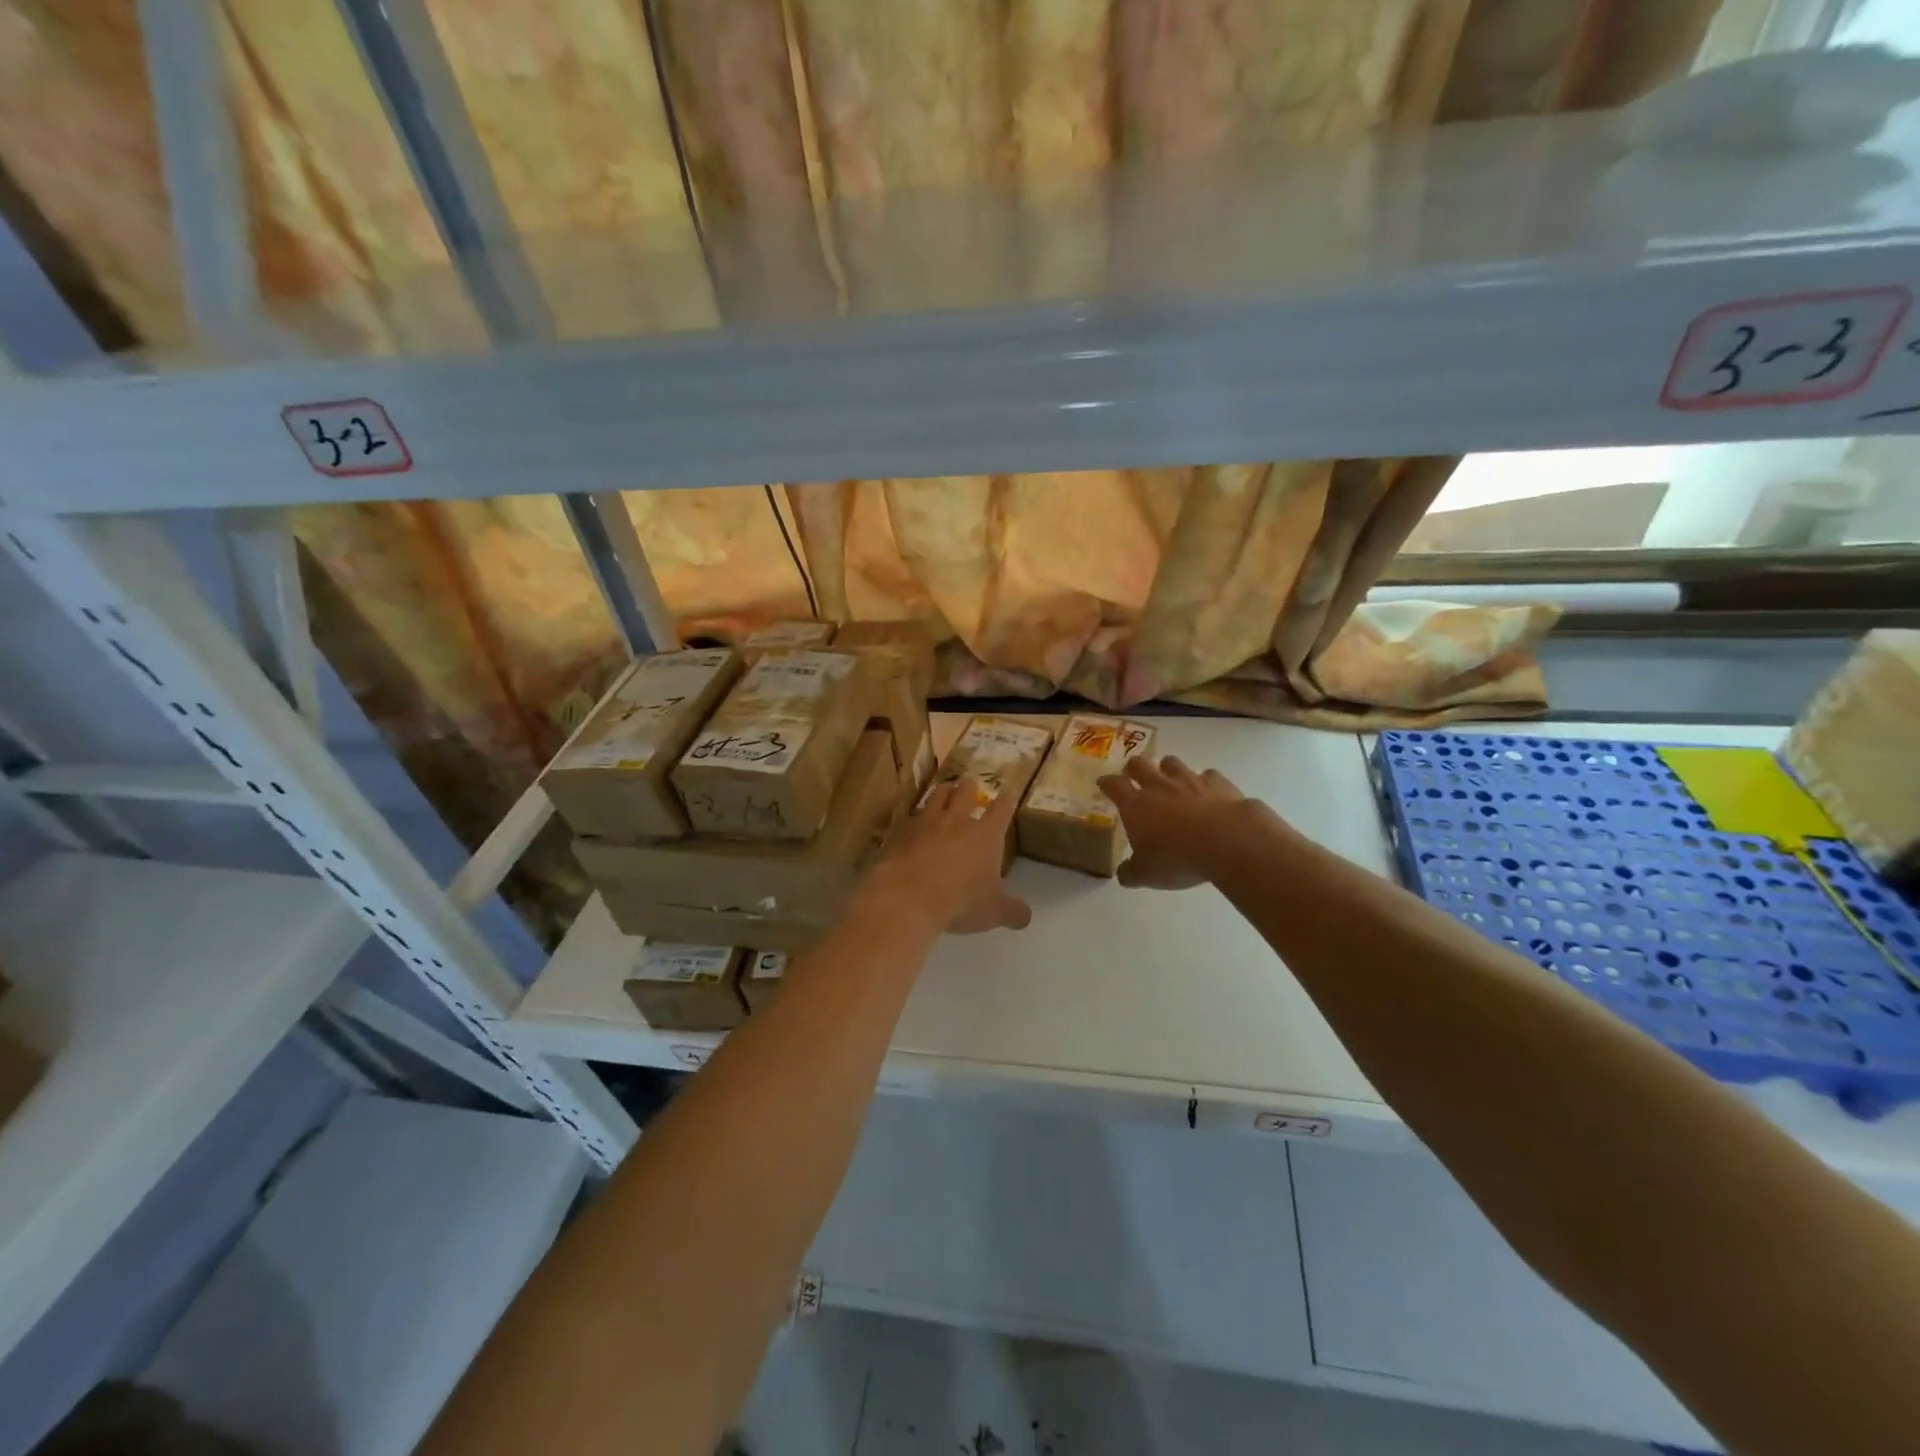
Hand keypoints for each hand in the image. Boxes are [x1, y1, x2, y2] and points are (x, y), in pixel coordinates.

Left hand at [869, 779, 1031, 934]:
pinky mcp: (900, 833)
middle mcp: (956, 821)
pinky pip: (909, 820)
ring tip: (943, 790)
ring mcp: (925, 824)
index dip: (1006, 801)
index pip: (1001, 809)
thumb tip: (1026, 916)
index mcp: (985, 834)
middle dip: (969, 788)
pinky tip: (911, 825)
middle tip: (969, 784)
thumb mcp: (994, 912)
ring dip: (942, 793)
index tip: (1008, 794)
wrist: (908, 897)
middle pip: (964, 793)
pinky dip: (913, 820)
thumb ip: (1013, 911)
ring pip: (935, 798)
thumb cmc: (960, 901)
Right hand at [1098, 755, 1250, 890]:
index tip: (1103, 783)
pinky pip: (1207, 774)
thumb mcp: (1147, 874)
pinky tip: (1207, 792)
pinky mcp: (1218, 783)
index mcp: (1135, 805)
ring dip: (1167, 769)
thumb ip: (1131, 872)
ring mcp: (1189, 780)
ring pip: (1172, 762)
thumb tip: (1124, 874)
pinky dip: (1204, 781)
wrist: (1228, 842)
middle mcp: (1159, 786)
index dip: (1106, 783)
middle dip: (1133, 768)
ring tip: (1170, 780)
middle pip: (1139, 764)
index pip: (1114, 785)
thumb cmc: (1178, 858)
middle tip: (1134, 776)